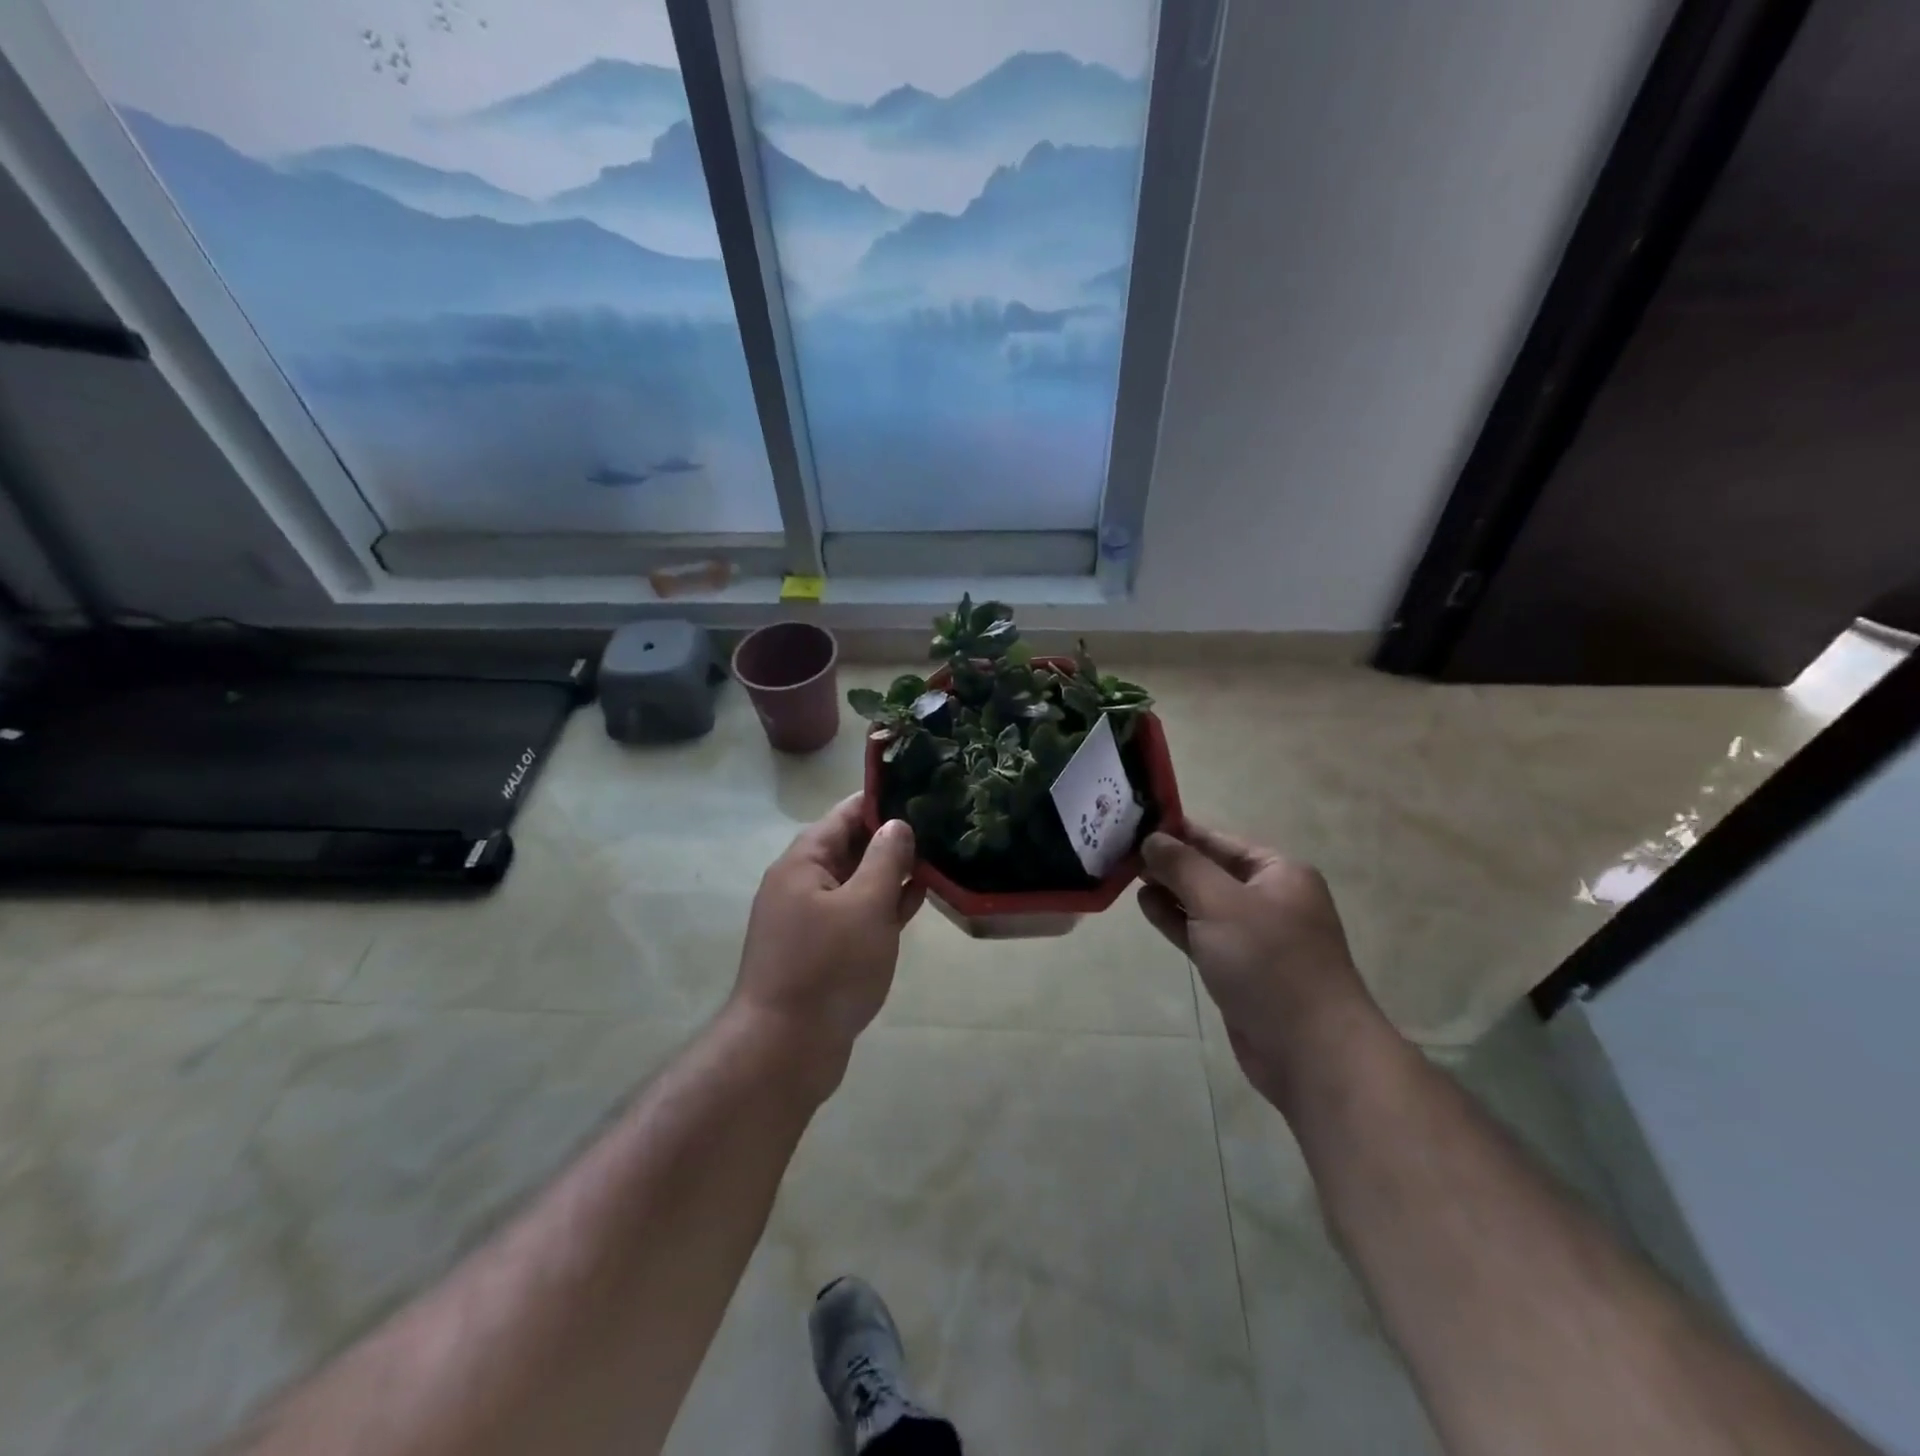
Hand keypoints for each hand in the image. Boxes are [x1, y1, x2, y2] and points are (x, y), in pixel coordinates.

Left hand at [732, 795, 922, 1073]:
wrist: (785, 1050)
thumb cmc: (828, 968)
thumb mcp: (866, 906)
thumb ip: (886, 860)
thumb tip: (898, 823)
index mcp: (804, 863)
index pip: (844, 814)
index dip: (881, 800)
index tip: (921, 788)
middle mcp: (802, 884)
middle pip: (851, 846)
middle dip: (892, 837)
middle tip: (940, 825)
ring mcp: (811, 919)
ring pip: (857, 882)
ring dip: (892, 873)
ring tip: (938, 859)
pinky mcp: (822, 950)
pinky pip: (857, 914)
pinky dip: (883, 906)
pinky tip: (917, 902)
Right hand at [1138, 824, 1379, 1104]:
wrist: (1310, 1050)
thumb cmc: (1267, 962)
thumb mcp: (1219, 902)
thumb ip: (1182, 866)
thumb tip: (1152, 838)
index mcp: (1278, 871)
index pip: (1217, 839)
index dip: (1176, 831)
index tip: (1132, 824)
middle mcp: (1269, 897)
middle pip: (1209, 869)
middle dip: (1168, 862)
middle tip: (1120, 851)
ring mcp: (1254, 935)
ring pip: (1202, 902)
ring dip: (1168, 890)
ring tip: (1126, 876)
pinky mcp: (1239, 968)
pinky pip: (1202, 933)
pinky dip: (1176, 919)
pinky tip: (1146, 906)